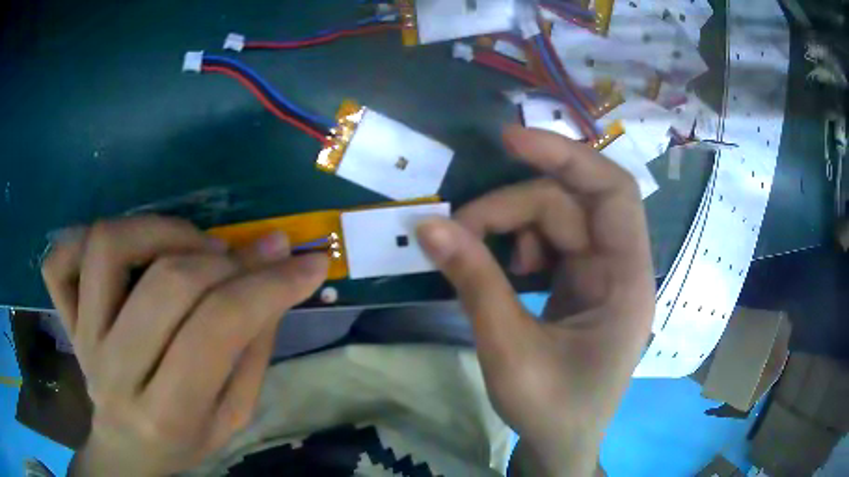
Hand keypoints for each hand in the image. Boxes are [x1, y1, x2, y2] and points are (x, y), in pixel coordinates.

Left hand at [41, 216, 327, 475]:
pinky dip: (84, 237)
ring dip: (161, 230)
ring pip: (108, 247)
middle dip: (222, 260)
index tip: (308, 262)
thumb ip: (251, 347)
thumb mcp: (232, 415)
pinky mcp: (65, 316)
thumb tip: (277, 271)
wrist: (128, 449)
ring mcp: (83, 336)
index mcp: (167, 414)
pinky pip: (59, 259)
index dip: (269, 285)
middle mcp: (115, 370)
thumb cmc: (185, 440)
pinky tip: (121, 250)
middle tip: (245, 260)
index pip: (218, 330)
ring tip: (190, 247)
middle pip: (166, 283)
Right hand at [417, 126, 654, 475]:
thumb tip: (428, 226)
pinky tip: (499, 272)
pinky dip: (515, 248)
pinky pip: (546, 245)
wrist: (560, 446)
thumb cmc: (551, 410)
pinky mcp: (578, 285)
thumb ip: (474, 284)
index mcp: (626, 280)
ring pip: (552, 220)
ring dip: (509, 227)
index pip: (612, 191)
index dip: (566, 156)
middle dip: (509, 207)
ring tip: (474, 258)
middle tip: (455, 230)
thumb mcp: (509, 351)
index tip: (509, 141)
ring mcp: (598, 275)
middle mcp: (619, 267)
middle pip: (567, 204)